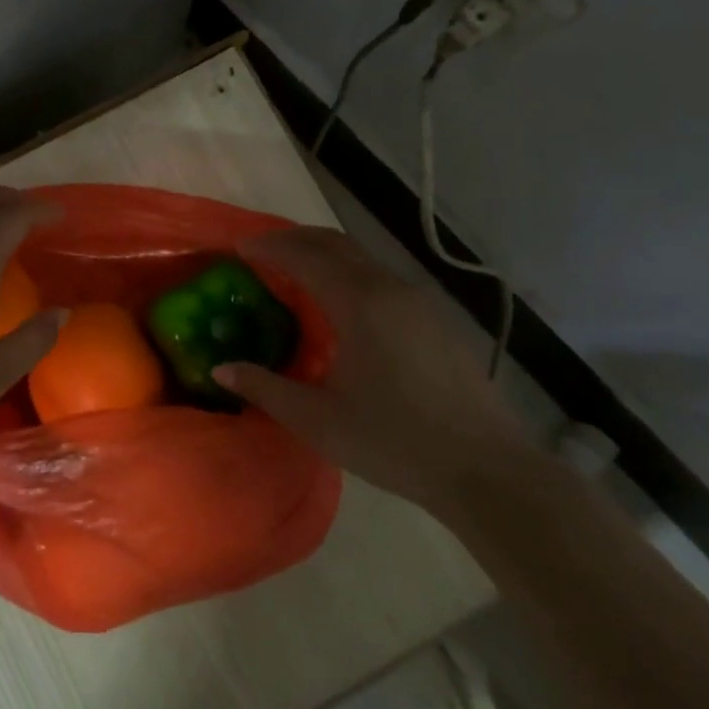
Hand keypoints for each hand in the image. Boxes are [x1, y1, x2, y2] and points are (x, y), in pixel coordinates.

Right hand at [214, 228, 525, 516]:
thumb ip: (266, 389)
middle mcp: (388, 288)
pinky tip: (341, 306)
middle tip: (262, 251)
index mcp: (358, 303)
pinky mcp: (435, 319)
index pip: (303, 256)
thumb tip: (222, 369)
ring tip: (295, 273)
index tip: (239, 247)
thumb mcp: (319, 421)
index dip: (268, 247)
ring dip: (323, 255)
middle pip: (334, 243)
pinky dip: (348, 273)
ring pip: (361, 258)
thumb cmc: (395, 442)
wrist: (487, 470)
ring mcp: (418, 301)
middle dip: (294, 239)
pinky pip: (380, 277)